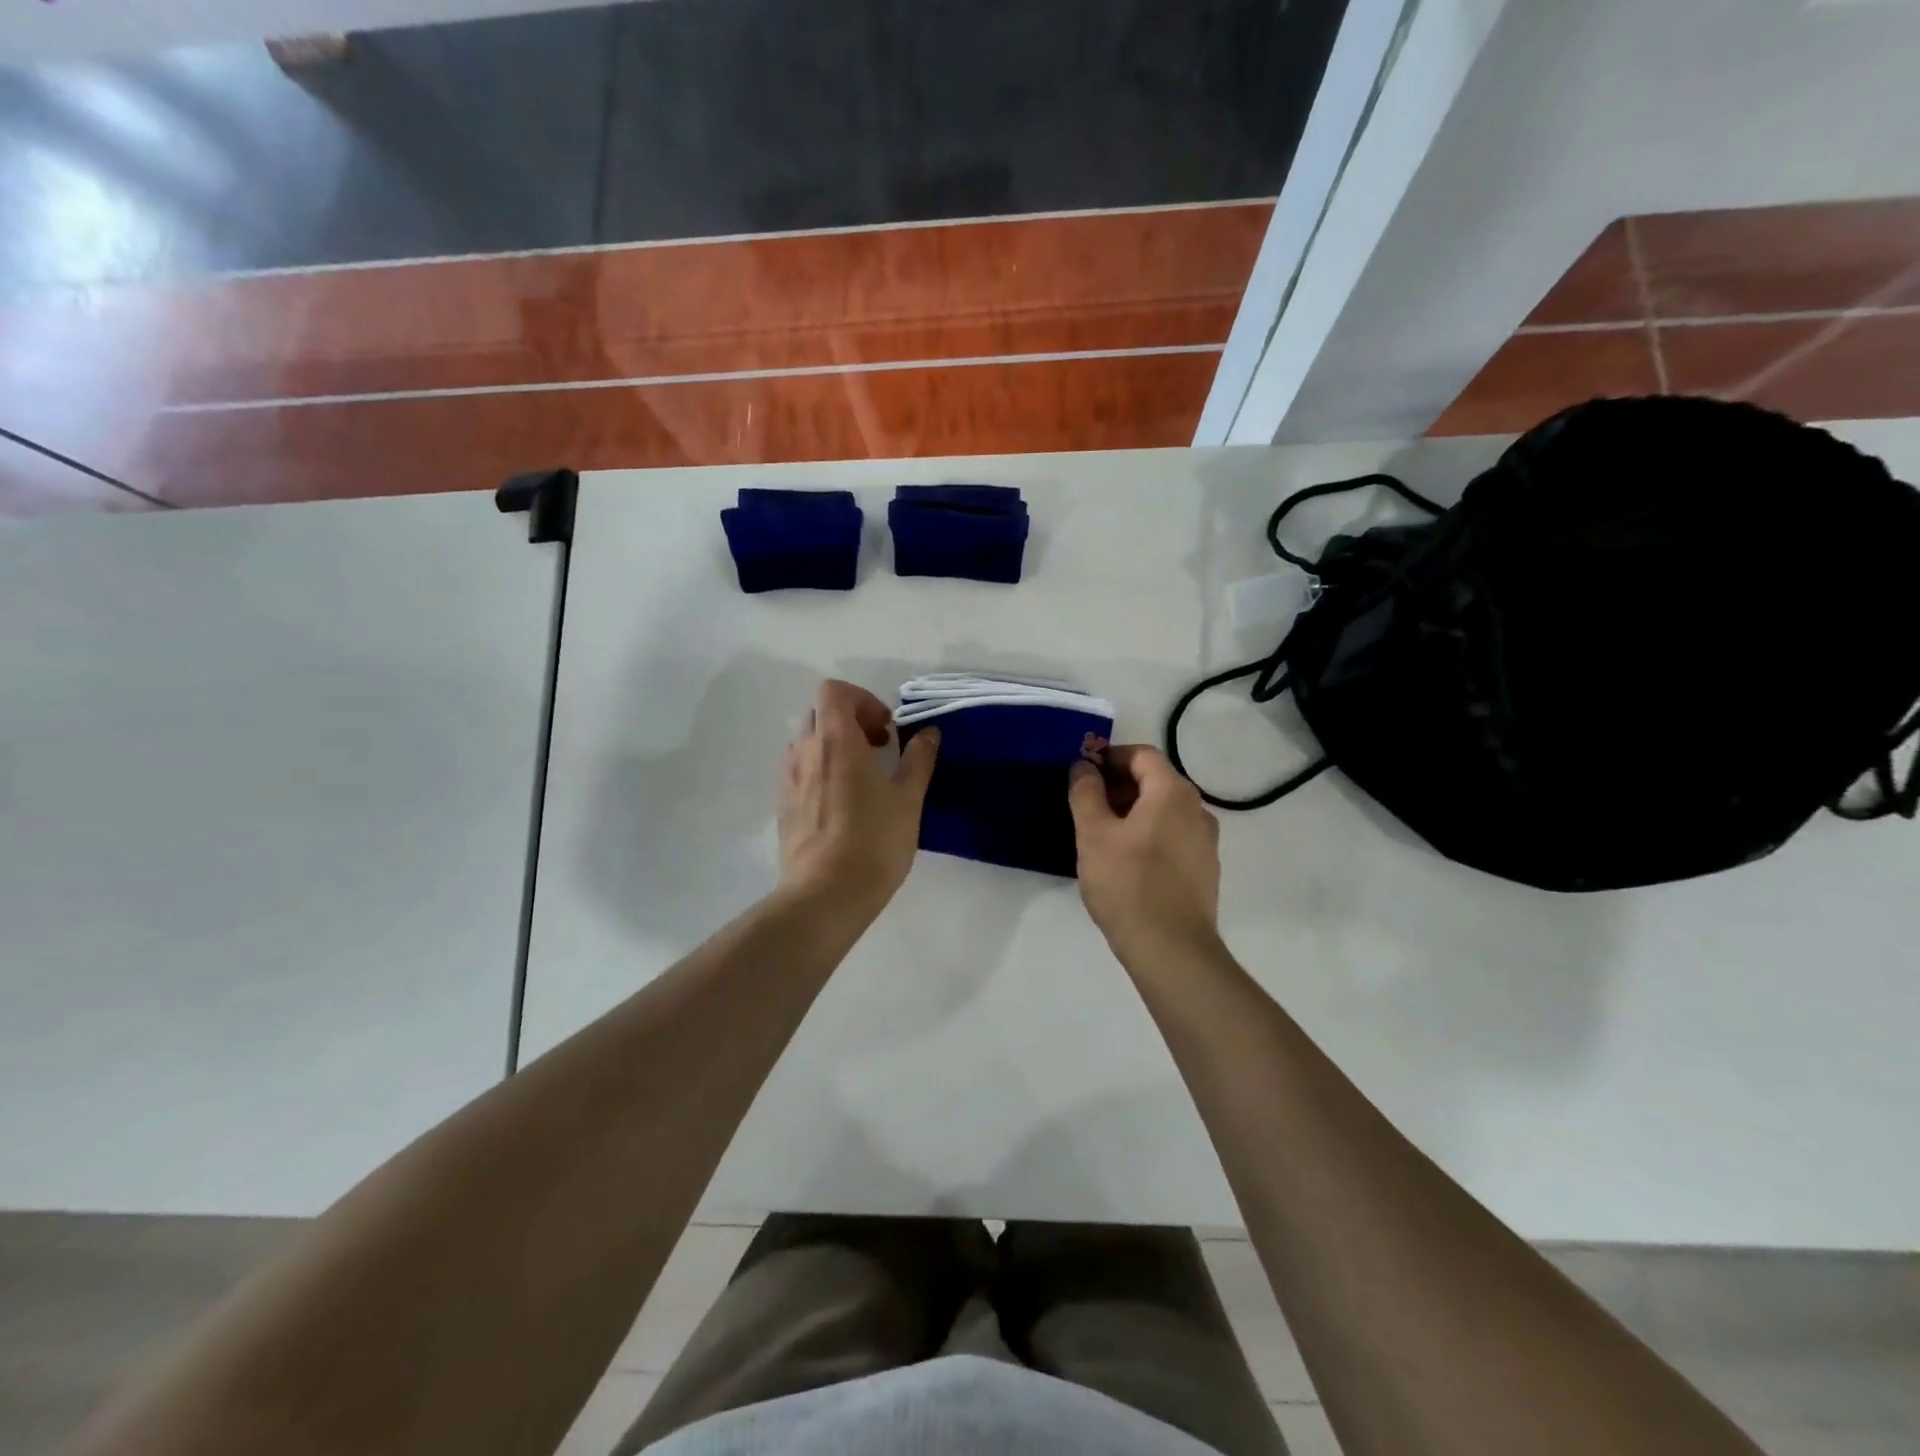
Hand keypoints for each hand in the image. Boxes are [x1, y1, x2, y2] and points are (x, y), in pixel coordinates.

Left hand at [777, 679, 938, 915]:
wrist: (825, 895)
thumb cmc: (873, 841)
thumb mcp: (908, 799)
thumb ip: (918, 759)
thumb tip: (928, 733)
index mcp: (836, 740)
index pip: (834, 691)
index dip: (863, 700)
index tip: (886, 730)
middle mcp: (805, 751)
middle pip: (820, 713)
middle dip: (850, 721)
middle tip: (879, 750)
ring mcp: (788, 779)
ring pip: (807, 743)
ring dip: (834, 747)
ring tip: (861, 778)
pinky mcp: (783, 806)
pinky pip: (799, 771)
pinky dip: (820, 772)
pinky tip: (842, 805)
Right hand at [1069, 745, 1221, 961]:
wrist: (1171, 949)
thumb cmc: (1127, 884)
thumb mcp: (1093, 834)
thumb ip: (1086, 793)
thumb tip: (1084, 767)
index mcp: (1173, 793)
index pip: (1142, 755)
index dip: (1110, 757)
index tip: (1082, 773)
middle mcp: (1198, 810)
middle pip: (1156, 780)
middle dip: (1119, 785)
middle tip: (1086, 804)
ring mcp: (1206, 842)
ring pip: (1164, 810)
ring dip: (1132, 811)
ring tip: (1101, 834)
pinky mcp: (1204, 870)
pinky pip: (1173, 836)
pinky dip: (1148, 834)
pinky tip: (1125, 860)